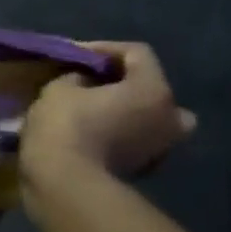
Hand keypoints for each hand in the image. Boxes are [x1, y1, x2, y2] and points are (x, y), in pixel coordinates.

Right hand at [20, 42, 196, 183]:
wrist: (66, 183)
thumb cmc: (66, 125)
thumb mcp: (60, 86)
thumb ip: (79, 76)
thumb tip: (88, 83)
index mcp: (154, 90)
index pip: (137, 53)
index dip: (104, 48)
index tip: (74, 55)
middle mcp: (170, 117)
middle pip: (152, 88)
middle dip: (125, 83)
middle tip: (93, 83)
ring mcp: (161, 147)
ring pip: (148, 118)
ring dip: (125, 110)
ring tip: (91, 108)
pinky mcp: (144, 170)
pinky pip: (136, 140)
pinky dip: (120, 133)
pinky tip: (92, 132)